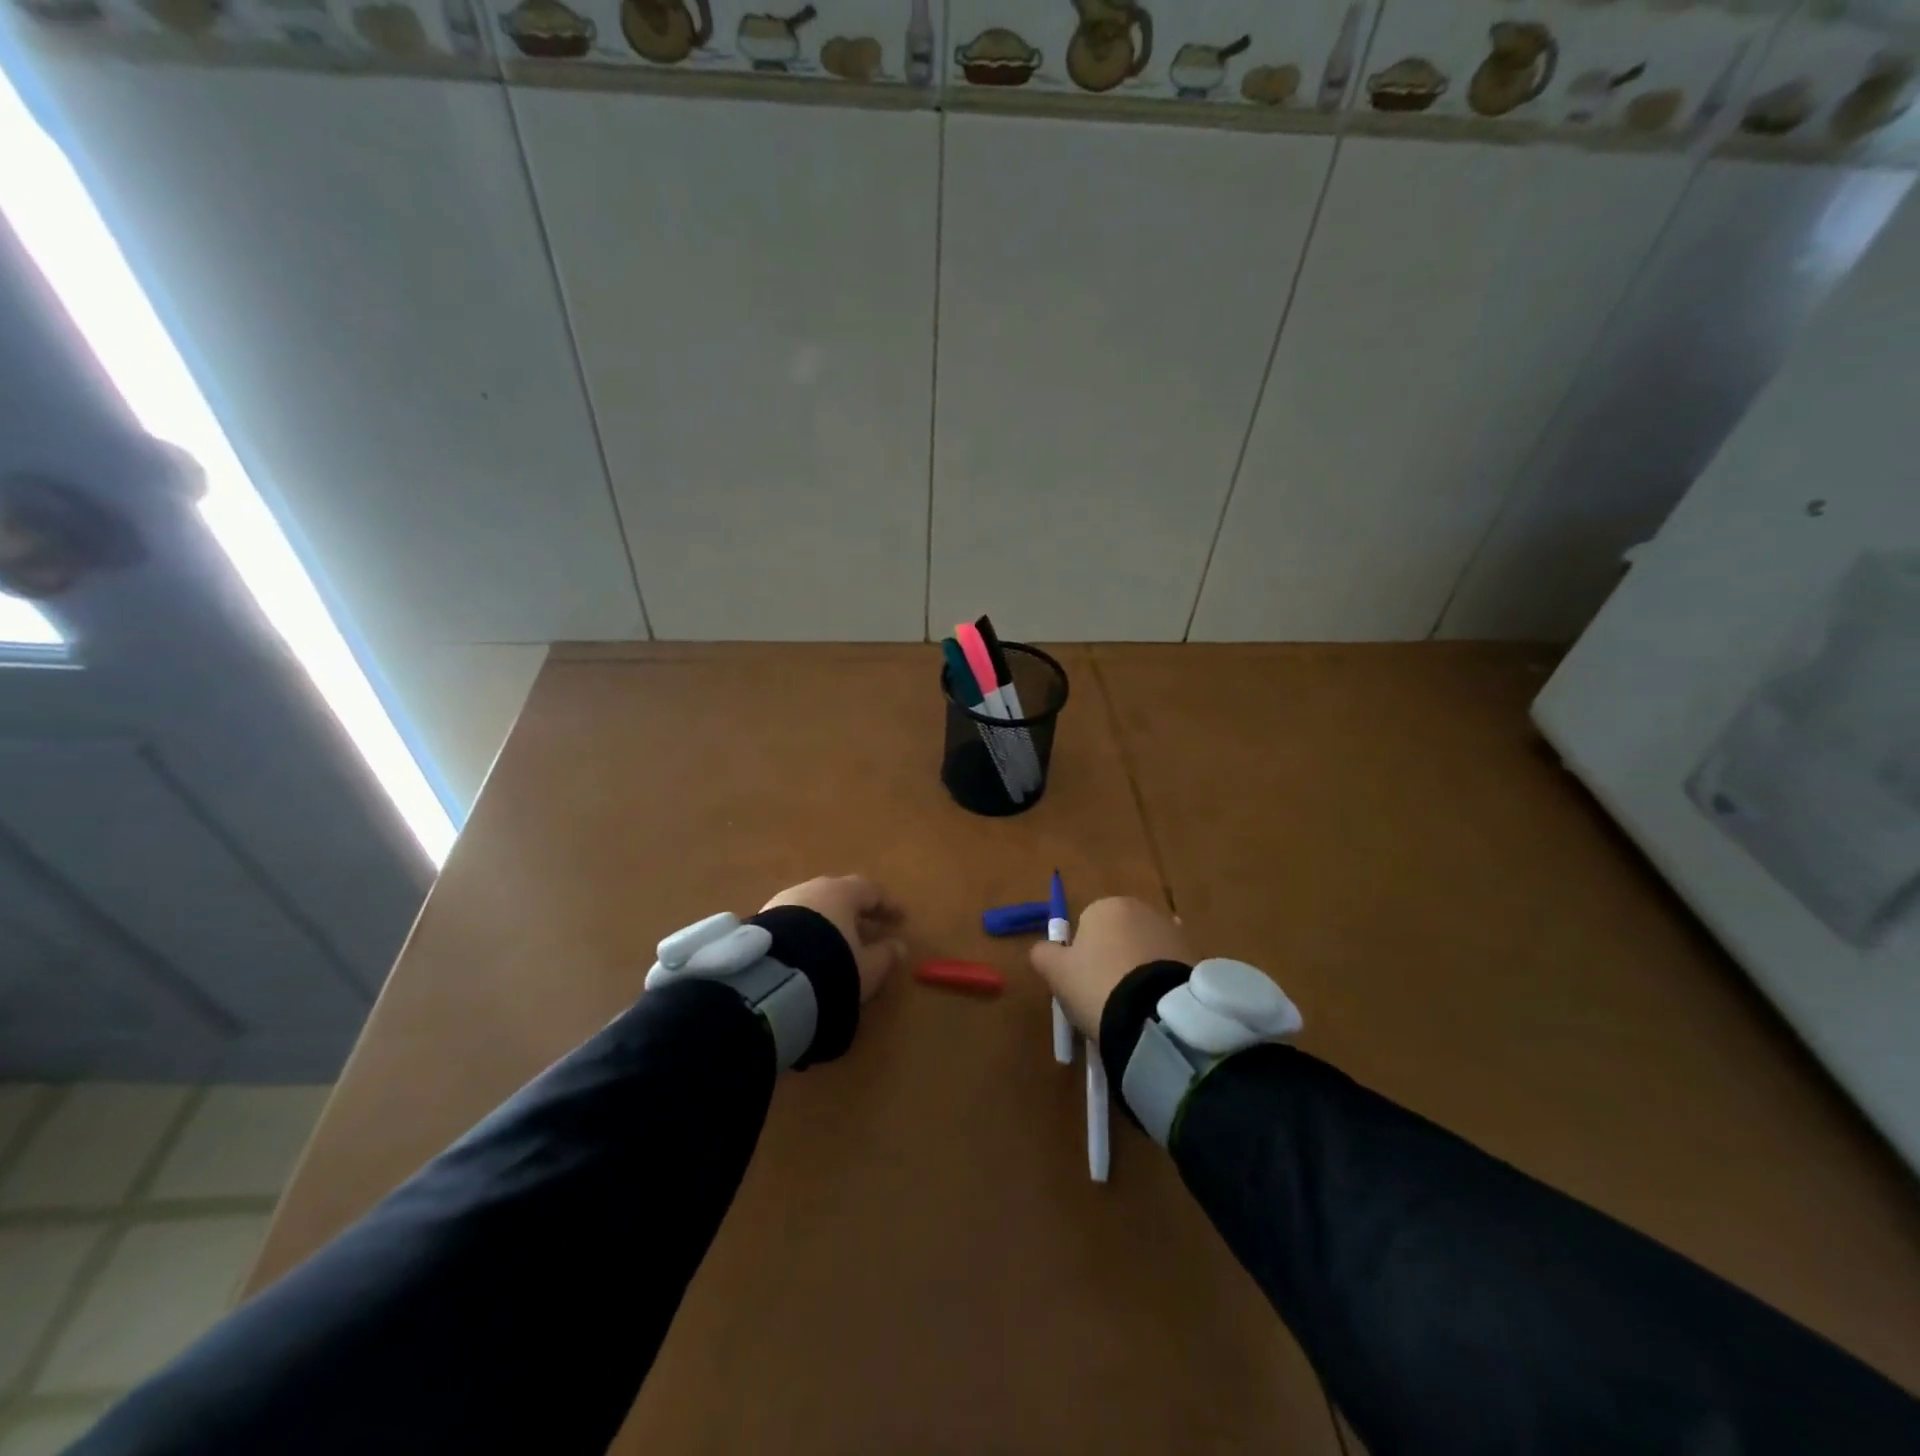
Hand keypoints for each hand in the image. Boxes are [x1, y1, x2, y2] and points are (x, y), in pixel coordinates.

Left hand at [761, 875, 906, 1003]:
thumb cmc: (831, 964)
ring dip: (829, 919)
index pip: (872, 891)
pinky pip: (794, 919)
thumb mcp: (867, 968)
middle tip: (869, 925)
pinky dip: (808, 930)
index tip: (902, 919)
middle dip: (857, 909)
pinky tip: (809, 948)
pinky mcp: (763, 919)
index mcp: (843, 893)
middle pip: (841, 894)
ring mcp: (785, 901)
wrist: (771, 977)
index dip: (889, 906)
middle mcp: (814, 889)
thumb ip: (885, 955)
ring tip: (838, 939)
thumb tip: (898, 946)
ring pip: (815, 905)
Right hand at [1028, 896, 1190, 1036]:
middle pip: (1117, 935)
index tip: (1082, 985)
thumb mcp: (1056, 973)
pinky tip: (1154, 1007)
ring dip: (1137, 971)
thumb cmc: (1097, 985)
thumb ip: (1043, 954)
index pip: (1086, 926)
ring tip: (1132, 1008)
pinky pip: (1166, 968)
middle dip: (1111, 960)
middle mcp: (1141, 909)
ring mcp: (1172, 931)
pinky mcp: (1194, 956)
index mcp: (1106, 906)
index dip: (1081, 958)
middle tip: (1104, 998)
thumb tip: (1041, 949)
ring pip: (1143, 951)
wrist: (1156, 1015)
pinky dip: (1159, 982)